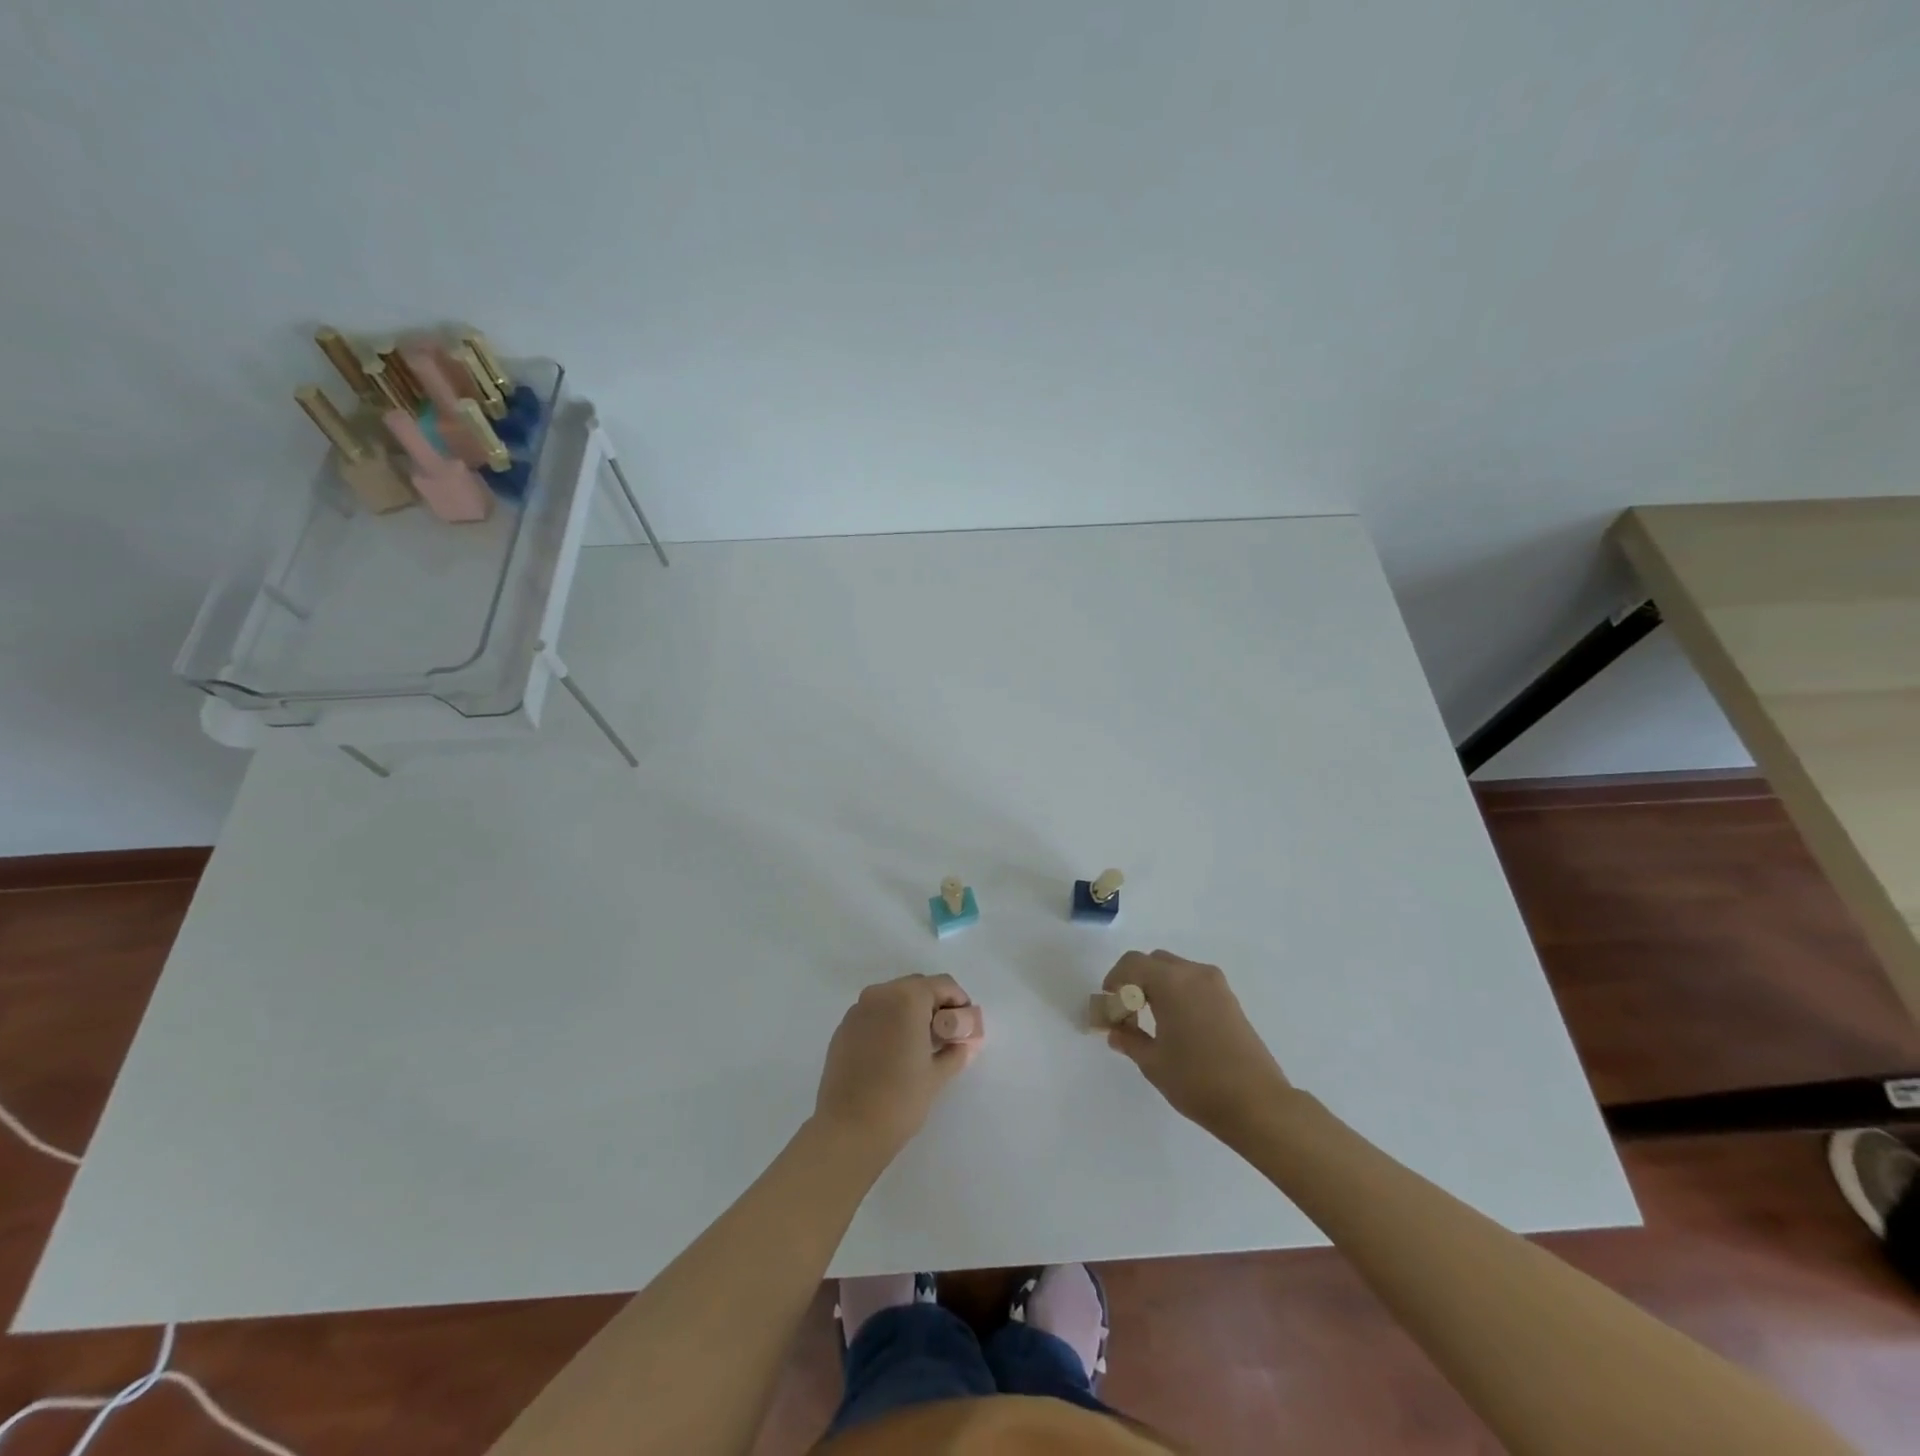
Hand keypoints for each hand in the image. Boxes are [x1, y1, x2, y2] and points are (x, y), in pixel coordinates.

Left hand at [814, 974, 980, 1161]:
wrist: (848, 1130)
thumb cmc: (900, 1099)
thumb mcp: (937, 1075)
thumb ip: (956, 1052)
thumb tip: (965, 1044)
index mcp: (907, 998)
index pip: (943, 984)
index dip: (959, 1001)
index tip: (965, 1025)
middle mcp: (880, 994)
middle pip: (916, 987)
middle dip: (934, 1005)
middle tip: (945, 1036)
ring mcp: (857, 1010)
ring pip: (893, 999)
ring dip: (910, 1013)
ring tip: (919, 1046)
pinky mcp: (843, 1029)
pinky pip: (873, 1015)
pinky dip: (888, 1024)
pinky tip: (892, 1054)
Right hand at [1103, 950, 1290, 1138]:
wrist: (1258, 1104)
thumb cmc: (1197, 1081)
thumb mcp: (1153, 1062)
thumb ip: (1129, 1040)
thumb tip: (1115, 1031)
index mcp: (1171, 982)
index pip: (1132, 964)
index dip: (1114, 981)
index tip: (1108, 1007)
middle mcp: (1194, 974)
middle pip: (1154, 962)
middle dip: (1134, 982)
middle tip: (1126, 1013)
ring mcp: (1216, 986)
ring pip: (1175, 971)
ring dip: (1156, 986)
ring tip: (1149, 1021)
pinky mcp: (1230, 1000)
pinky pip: (1194, 983)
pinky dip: (1177, 993)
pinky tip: (1175, 1025)